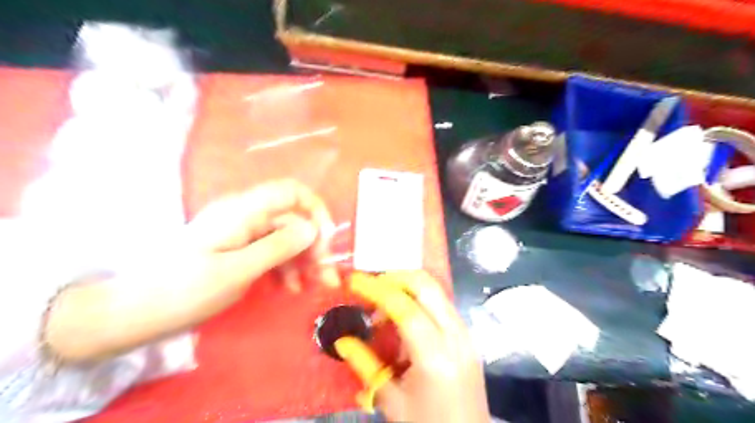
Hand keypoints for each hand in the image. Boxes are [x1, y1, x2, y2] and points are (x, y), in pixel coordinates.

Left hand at [187, 179, 340, 290]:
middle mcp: (246, 215)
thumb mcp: (236, 271)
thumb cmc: (183, 291)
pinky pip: (273, 251)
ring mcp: (242, 233)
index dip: (315, 210)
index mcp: (243, 211)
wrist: (134, 312)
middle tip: (325, 276)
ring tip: (312, 287)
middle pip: (293, 219)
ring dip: (304, 259)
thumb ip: (277, 247)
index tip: (326, 241)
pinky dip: (287, 267)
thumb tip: (312, 228)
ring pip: (286, 237)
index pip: (291, 192)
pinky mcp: (239, 249)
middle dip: (315, 245)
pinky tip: (291, 287)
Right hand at [337, 271, 488, 422]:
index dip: (377, 289)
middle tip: (371, 287)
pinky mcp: (468, 335)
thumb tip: (343, 340)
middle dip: (395, 277)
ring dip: (407, 288)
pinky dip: (419, 300)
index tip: (355, 281)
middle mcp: (455, 336)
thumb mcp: (392, 401)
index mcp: (434, 356)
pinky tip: (404, 319)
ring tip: (383, 308)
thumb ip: (366, 366)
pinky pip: (441, 304)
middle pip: (427, 285)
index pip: (405, 307)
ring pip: (436, 290)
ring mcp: (465, 333)